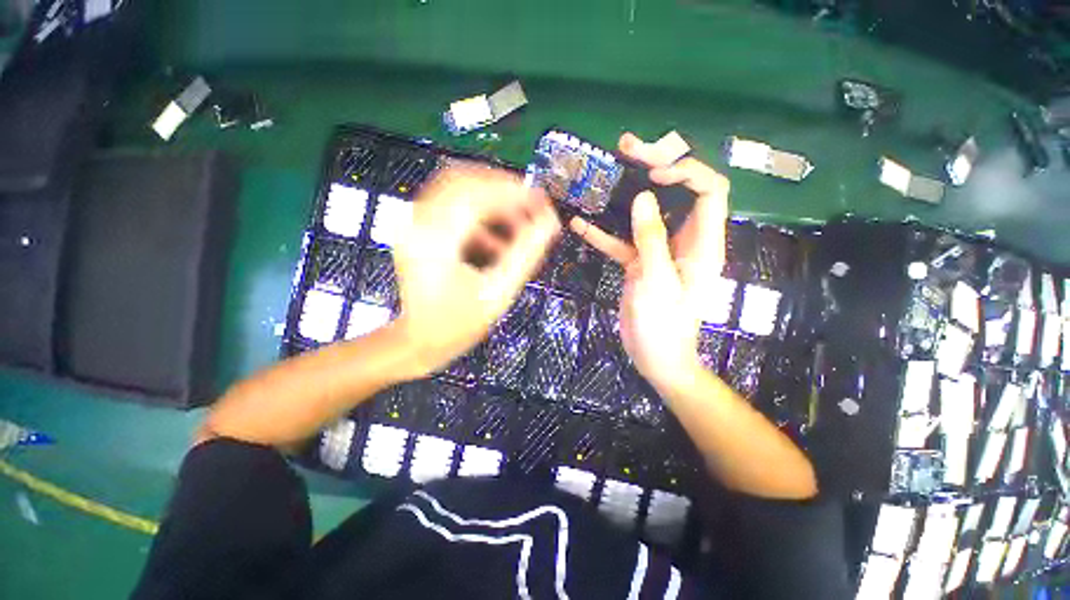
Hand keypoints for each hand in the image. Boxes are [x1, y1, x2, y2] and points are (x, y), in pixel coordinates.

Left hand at [392, 166, 560, 376]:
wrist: (419, 341)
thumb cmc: (458, 324)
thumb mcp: (498, 292)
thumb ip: (526, 254)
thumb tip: (550, 222)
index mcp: (435, 240)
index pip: (475, 195)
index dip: (512, 192)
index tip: (540, 200)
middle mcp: (417, 223)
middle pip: (461, 180)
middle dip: (501, 189)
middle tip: (530, 204)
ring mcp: (414, 225)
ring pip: (456, 190)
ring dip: (491, 201)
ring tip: (517, 224)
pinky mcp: (419, 230)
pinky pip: (452, 208)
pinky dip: (479, 216)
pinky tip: (497, 241)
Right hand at [571, 133, 729, 390]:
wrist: (656, 358)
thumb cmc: (664, 327)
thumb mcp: (657, 282)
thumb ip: (651, 240)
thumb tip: (644, 199)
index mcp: (702, 244)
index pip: (709, 191)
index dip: (686, 172)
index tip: (654, 173)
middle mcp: (684, 241)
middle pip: (678, 193)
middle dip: (656, 167)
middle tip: (628, 147)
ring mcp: (659, 251)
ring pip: (648, 213)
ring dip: (628, 193)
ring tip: (608, 168)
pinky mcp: (640, 263)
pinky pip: (623, 242)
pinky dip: (604, 233)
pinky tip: (581, 224)